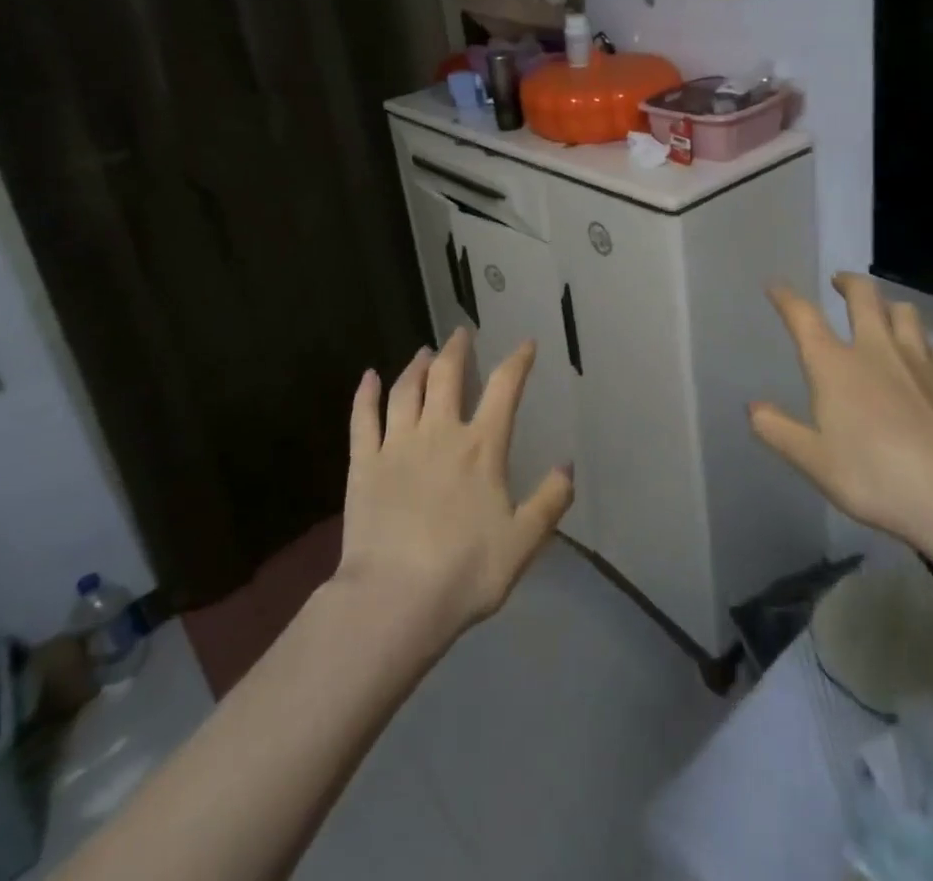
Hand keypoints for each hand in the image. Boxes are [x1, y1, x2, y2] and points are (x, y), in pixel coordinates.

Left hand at [336, 329, 573, 647]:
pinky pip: (363, 418)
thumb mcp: (523, 542)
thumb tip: (568, 466)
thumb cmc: (465, 571)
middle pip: (448, 376)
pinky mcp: (364, 464)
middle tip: (461, 333)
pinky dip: (366, 393)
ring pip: (407, 389)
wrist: (394, 600)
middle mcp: (440, 433)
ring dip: (417, 366)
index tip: (526, 344)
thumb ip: (549, 501)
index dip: (518, 361)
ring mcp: (398, 445)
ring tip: (424, 352)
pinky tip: (369, 376)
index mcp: (481, 447)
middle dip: (457, 350)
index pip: (505, 388)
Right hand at [750, 274, 932, 546]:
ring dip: (890, 306)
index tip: (775, 285)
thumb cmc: (872, 477)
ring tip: (884, 313)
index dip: (786, 298)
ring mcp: (919, 362)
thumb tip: (753, 407)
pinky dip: (929, 348)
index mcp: (834, 365)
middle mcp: (875, 350)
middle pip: (863, 296)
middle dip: (848, 282)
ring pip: (905, 313)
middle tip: (839, 282)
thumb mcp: (813, 461)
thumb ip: (778, 430)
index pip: (803, 317)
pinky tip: (929, 360)